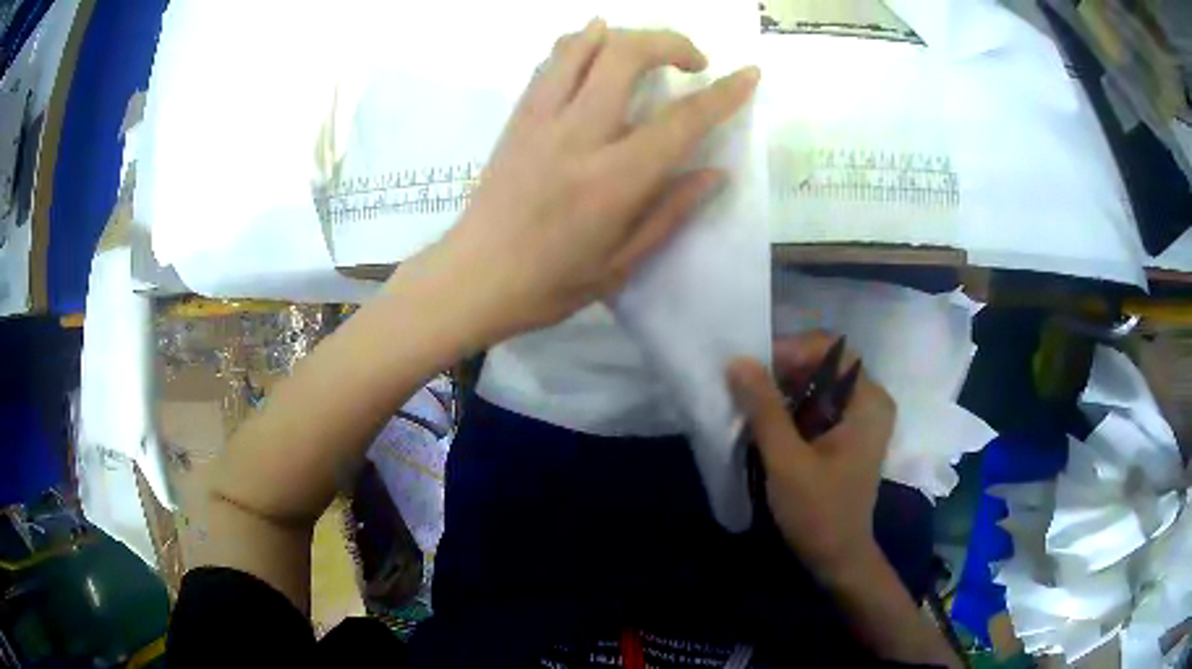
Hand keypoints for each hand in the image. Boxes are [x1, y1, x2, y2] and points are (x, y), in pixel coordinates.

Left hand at [394, 20, 759, 346]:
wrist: (473, 278)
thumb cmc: (549, 284)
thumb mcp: (621, 264)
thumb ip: (670, 212)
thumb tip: (715, 173)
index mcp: (613, 181)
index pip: (681, 121)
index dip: (723, 93)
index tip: (749, 74)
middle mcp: (578, 136)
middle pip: (626, 55)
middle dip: (670, 42)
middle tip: (693, 61)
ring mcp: (541, 120)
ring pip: (584, 46)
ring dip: (624, 35)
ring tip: (645, 49)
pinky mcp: (517, 117)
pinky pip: (551, 62)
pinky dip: (580, 43)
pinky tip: (595, 46)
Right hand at [727, 332, 895, 584]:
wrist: (837, 557)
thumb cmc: (818, 511)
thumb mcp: (786, 460)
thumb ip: (764, 409)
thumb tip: (738, 361)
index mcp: (868, 400)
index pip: (831, 348)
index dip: (791, 350)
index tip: (754, 368)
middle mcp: (870, 400)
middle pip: (825, 363)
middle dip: (784, 370)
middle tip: (746, 385)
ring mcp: (860, 418)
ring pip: (819, 384)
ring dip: (785, 389)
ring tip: (750, 402)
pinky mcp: (847, 435)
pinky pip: (819, 404)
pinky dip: (792, 407)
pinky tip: (767, 422)